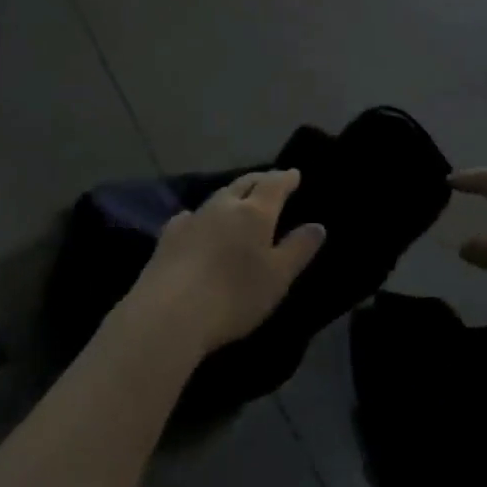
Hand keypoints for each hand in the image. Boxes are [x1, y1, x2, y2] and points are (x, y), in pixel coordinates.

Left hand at [120, 169, 326, 357]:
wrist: (170, 313)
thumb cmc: (234, 296)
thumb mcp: (278, 277)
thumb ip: (298, 249)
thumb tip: (317, 225)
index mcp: (254, 213)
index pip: (274, 185)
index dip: (286, 178)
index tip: (294, 173)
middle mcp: (222, 207)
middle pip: (243, 184)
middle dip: (259, 180)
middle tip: (270, 180)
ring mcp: (192, 219)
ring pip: (217, 197)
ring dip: (231, 194)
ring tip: (238, 199)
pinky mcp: (168, 237)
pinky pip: (190, 216)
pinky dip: (202, 215)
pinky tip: (196, 221)